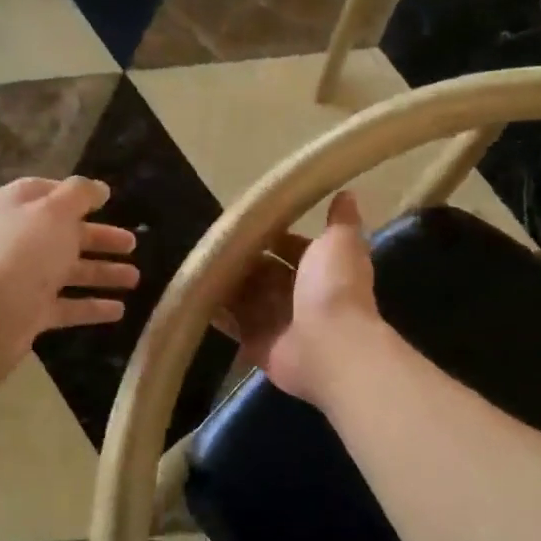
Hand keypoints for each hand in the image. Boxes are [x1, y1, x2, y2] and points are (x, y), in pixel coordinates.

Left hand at [0, 177, 139, 378]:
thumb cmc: (22, 252)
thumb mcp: (54, 211)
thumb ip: (79, 194)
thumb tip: (98, 188)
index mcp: (14, 208)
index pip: (46, 193)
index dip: (76, 195)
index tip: (107, 200)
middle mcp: (16, 240)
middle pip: (64, 234)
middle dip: (100, 238)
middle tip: (132, 243)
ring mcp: (22, 278)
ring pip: (68, 271)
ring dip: (103, 273)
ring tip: (135, 279)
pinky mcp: (29, 312)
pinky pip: (66, 306)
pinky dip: (91, 307)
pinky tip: (119, 310)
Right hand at [216, 191, 381, 405]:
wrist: (328, 347)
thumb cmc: (334, 288)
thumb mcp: (340, 243)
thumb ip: (341, 220)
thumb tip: (347, 193)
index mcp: (319, 268)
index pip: (290, 247)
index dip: (270, 235)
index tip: (243, 222)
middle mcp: (298, 295)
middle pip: (264, 272)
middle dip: (243, 259)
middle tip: (211, 241)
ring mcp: (276, 321)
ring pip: (246, 296)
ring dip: (227, 283)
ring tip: (197, 263)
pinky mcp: (256, 343)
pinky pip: (232, 324)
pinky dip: (216, 312)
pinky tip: (194, 295)